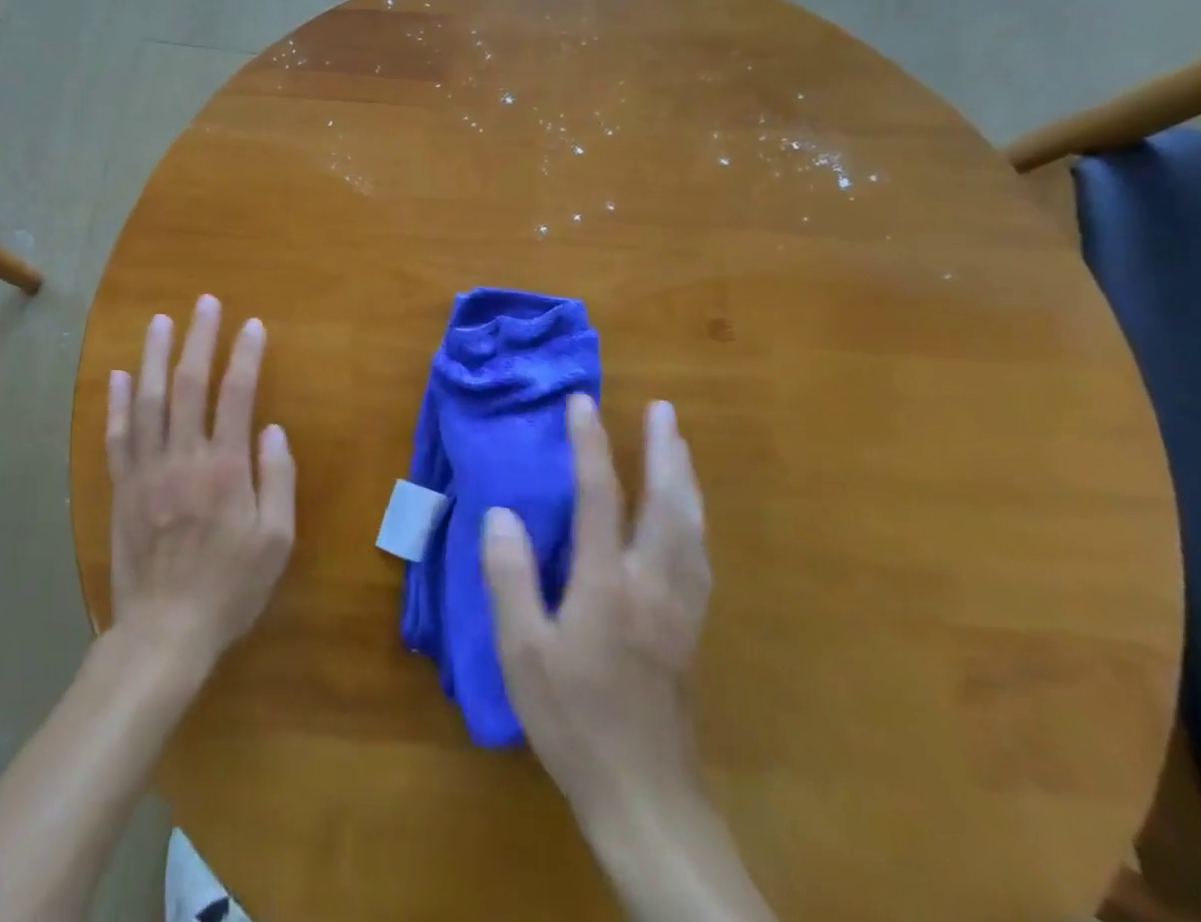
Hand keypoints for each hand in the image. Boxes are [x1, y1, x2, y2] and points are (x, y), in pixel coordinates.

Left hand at [106, 295, 296, 671]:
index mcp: (224, 469)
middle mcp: (182, 458)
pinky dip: (117, 401)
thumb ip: (277, 480)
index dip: (245, 356)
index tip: (253, 326)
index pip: (237, 395)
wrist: (163, 633)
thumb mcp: (275, 542)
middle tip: (204, 303)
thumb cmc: (229, 588)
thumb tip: (272, 430)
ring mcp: (146, 470)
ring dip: (154, 356)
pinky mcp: (121, 487)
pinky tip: (120, 374)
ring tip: (160, 321)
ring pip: (147, 400)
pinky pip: (117, 435)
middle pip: (188, 385)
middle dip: (198, 339)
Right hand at [481, 395, 710, 822]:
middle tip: (663, 408)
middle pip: (666, 501)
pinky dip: (695, 519)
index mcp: (608, 583)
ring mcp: (681, 606)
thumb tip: (501, 513)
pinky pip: (700, 555)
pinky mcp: (693, 628)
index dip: (590, 444)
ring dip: (685, 477)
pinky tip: (691, 516)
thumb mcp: (522, 652)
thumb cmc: (574, 720)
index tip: (582, 402)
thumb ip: (510, 577)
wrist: (646, 797)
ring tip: (680, 445)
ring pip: (692, 526)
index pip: (599, 495)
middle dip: (664, 449)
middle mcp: (653, 582)